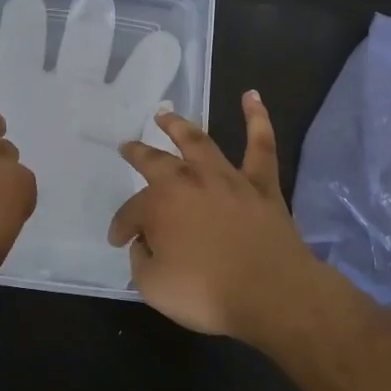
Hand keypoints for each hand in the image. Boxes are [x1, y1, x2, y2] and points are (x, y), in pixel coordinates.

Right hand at [110, 92, 322, 340]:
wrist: (272, 294)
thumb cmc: (207, 293)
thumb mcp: (154, 287)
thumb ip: (141, 261)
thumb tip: (144, 245)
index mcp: (160, 205)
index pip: (132, 212)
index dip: (122, 226)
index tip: (118, 240)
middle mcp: (189, 181)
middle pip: (156, 162)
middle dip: (139, 154)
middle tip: (127, 147)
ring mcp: (227, 178)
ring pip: (199, 142)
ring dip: (179, 125)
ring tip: (165, 114)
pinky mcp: (261, 184)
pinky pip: (260, 145)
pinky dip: (257, 118)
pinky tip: (252, 96)